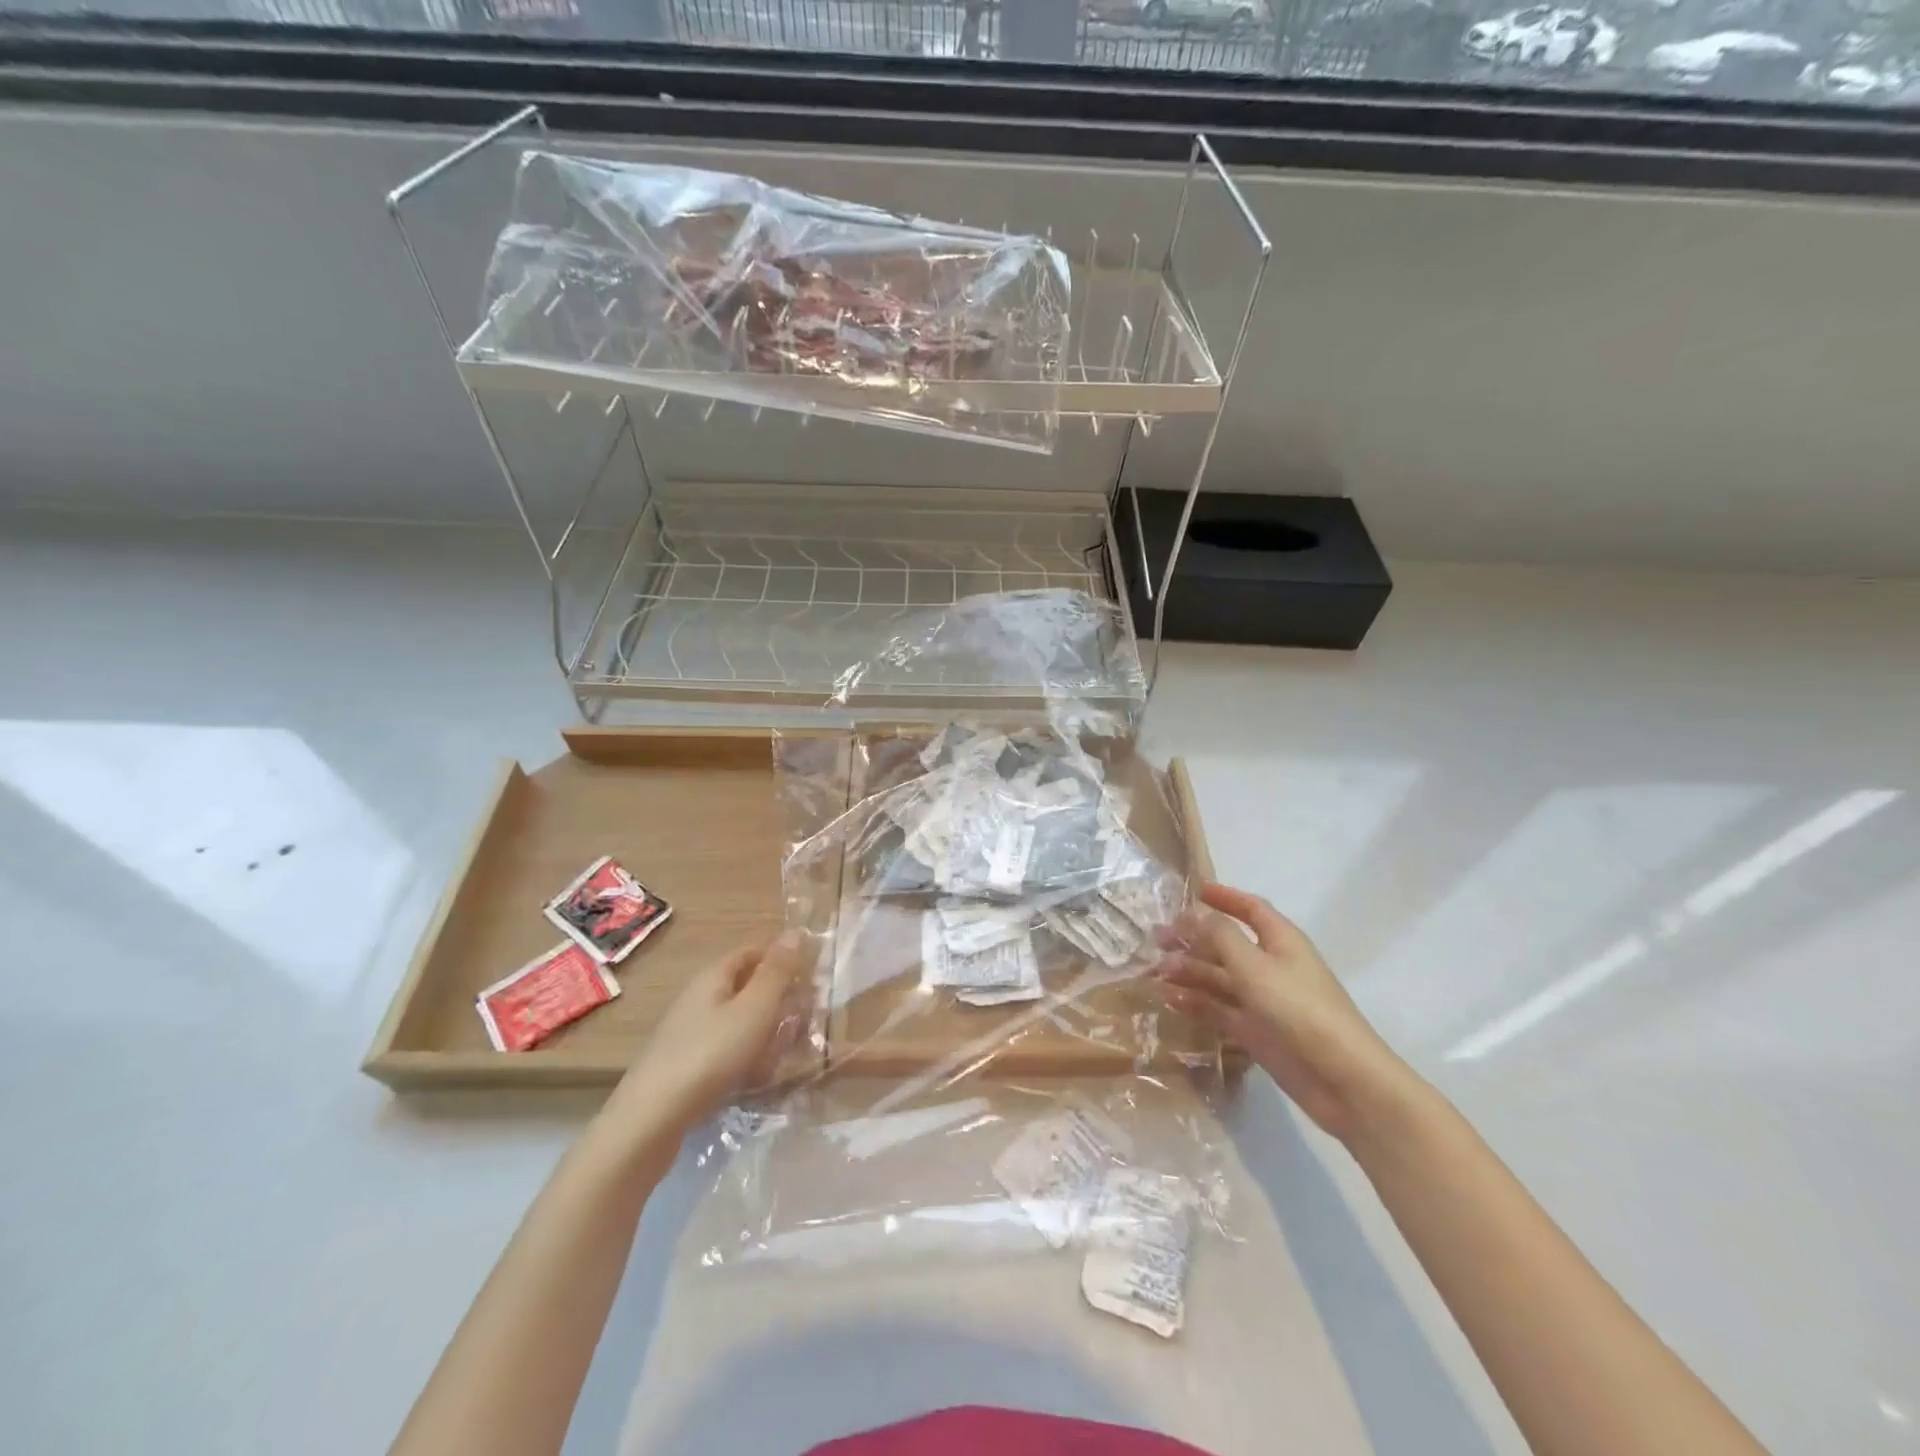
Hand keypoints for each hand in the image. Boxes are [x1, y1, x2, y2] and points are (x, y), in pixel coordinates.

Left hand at [609, 930, 814, 1135]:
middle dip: (778, 1001)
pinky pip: (725, 1049)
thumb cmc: (710, 1054)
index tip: (811, 980)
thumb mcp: (754, 1009)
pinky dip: (746, 1057)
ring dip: (765, 1032)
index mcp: (713, 976)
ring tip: (786, 1054)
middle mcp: (698, 997)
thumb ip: (777, 971)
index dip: (782, 960)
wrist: (650, 1120)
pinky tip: (757, 1079)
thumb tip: (796, 931)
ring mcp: (688, 1032)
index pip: (753, 952)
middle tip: (805, 1021)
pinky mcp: (685, 1064)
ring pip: (738, 1021)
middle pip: (746, 987)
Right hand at [1155, 883, 1417, 1144]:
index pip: (1252, 909)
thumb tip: (1195, 914)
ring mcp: (1263, 1000)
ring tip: (1156, 972)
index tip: (1195, 891)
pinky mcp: (1256, 1031)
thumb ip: (1221, 937)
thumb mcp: (1255, 966)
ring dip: (1189, 972)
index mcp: (1281, 941)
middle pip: (1228, 944)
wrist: (1341, 1079)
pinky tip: (1169, 1000)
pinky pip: (1219, 1009)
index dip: (1226, 898)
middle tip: (1157, 939)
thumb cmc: (1299, 1009)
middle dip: (1194, 939)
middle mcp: (1271, 966)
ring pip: (1219, 978)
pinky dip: (1195, 1002)